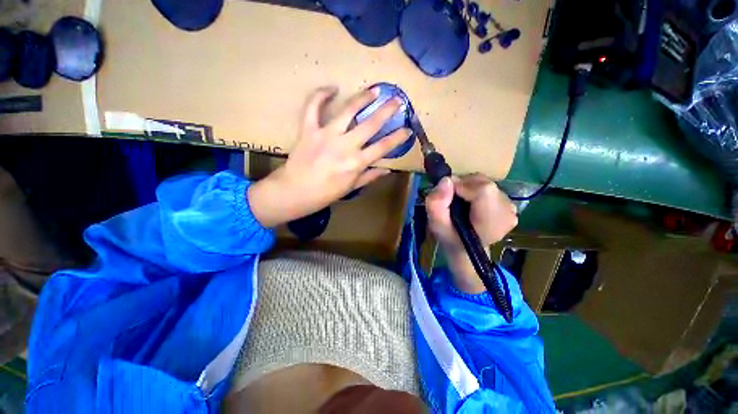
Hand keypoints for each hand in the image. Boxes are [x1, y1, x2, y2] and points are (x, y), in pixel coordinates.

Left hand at [249, 86, 410, 226]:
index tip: (407, 129)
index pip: (383, 147)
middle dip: (387, 111)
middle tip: (398, 101)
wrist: (295, 192)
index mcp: (356, 163)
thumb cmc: (325, 194)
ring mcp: (326, 135)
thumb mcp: (351, 188)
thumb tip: (387, 169)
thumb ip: (370, 176)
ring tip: (374, 90)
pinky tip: (332, 88)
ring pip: (348, 110)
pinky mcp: (309, 129)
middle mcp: (345, 146)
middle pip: (371, 124)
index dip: (398, 137)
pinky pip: (313, 107)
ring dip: (363, 98)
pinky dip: (321, 95)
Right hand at [425, 174, 517, 292]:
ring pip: (484, 182)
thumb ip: (437, 204)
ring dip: (467, 186)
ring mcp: (510, 207)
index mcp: (492, 221)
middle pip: (483, 182)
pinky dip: (474, 189)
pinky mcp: (508, 202)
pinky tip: (469, 202)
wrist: (466, 249)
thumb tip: (446, 180)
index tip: (448, 196)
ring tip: (459, 202)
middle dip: (462, 185)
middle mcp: (507, 211)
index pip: (483, 189)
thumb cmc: (451, 238)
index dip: (461, 186)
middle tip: (451, 199)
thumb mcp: (436, 225)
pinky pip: (487, 185)